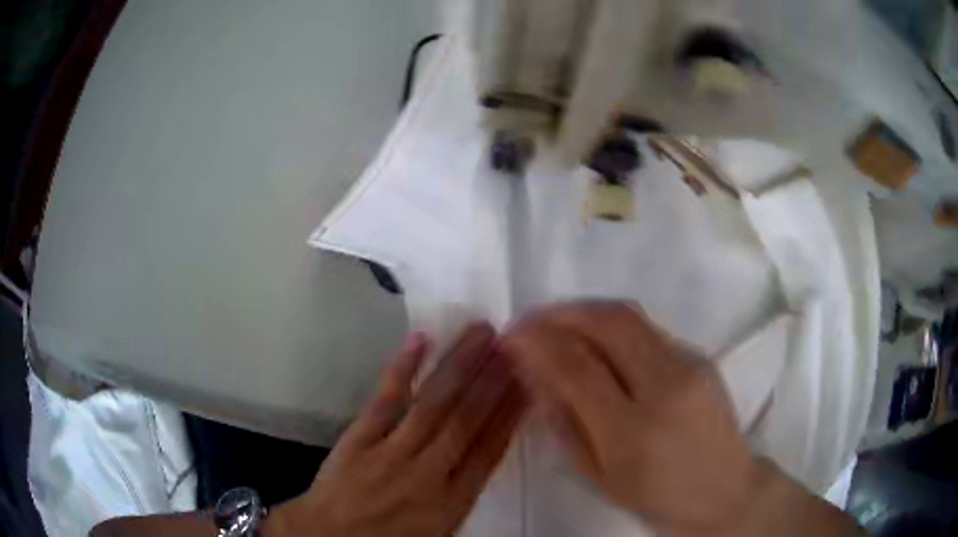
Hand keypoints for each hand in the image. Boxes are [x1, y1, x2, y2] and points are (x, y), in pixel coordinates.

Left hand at [273, 323, 525, 536]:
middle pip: (466, 420)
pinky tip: (420, 340)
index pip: (490, 450)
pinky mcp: (359, 439)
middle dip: (493, 379)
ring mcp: (391, 452)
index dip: (510, 413)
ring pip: (433, 404)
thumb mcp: (440, 532)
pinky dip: (402, 370)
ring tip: (481, 332)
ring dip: (459, 365)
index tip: (528, 381)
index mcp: (452, 502)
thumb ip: (464, 496)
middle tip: (514, 343)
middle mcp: (428, 473)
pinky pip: (385, 401)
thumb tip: (486, 456)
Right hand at [500, 301, 763, 535]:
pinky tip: (596, 337)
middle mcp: (665, 387)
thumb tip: (533, 374)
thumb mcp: (599, 474)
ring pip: (629, 315)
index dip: (538, 343)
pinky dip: (611, 323)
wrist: (724, 489)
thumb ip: (564, 422)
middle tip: (531, 318)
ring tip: (556, 319)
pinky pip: (647, 328)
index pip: (577, 368)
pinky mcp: (701, 355)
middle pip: (608, 323)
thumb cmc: (655, 495)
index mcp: (632, 432)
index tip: (510, 334)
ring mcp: (690, 365)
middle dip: (560, 311)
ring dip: (585, 309)